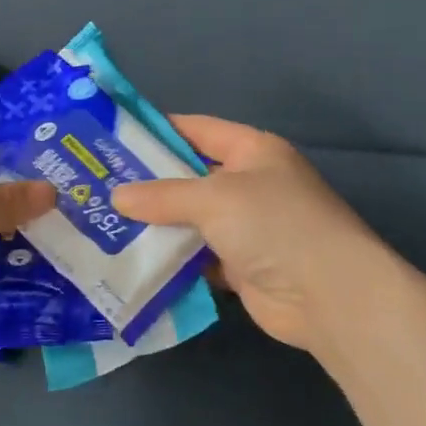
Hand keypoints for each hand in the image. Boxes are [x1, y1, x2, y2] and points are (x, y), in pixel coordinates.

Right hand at [112, 116, 386, 352]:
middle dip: (148, 182)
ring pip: (190, 220)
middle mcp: (249, 184)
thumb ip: (163, 195)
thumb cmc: (275, 225)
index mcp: (252, 151)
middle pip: (190, 177)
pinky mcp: (240, 267)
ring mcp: (246, 228)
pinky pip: (196, 257)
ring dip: (155, 225)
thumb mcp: (215, 198)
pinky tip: (133, 260)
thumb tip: (117, 196)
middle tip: (96, 185)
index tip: (112, 137)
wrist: (328, 295)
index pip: (197, 129)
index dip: (157, 130)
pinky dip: (171, 259)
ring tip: (103, 222)